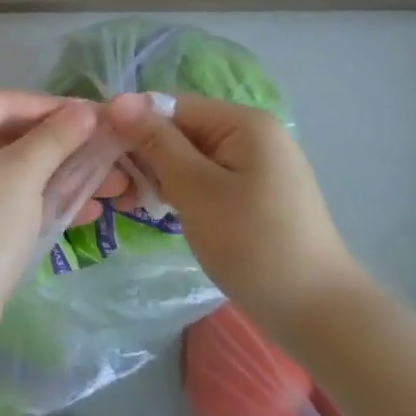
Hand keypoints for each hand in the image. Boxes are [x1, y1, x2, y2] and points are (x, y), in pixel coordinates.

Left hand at [0, 91, 98, 332]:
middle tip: (106, 150)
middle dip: (61, 146)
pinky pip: (2, 196)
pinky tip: (84, 210)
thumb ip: (55, 137)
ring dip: (57, 175)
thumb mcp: (22, 175)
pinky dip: (37, 199)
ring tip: (110, 184)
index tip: (94, 114)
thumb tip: (85, 109)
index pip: (2, 102)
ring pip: (9, 169)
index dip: (50, 107)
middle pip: (7, 135)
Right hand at [105, 91, 366, 344]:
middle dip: (144, 152)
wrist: (318, 315)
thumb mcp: (195, 189)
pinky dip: (182, 190)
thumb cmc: (252, 244)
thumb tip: (118, 101)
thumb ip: (156, 142)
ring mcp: (256, 165)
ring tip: (130, 202)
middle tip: (114, 187)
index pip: (171, 104)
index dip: (132, 123)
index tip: (97, 151)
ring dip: (159, 174)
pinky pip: (207, 178)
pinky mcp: (255, 194)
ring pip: (190, 156)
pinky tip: (161, 210)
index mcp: (243, 122)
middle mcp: (251, 134)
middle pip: (181, 128)